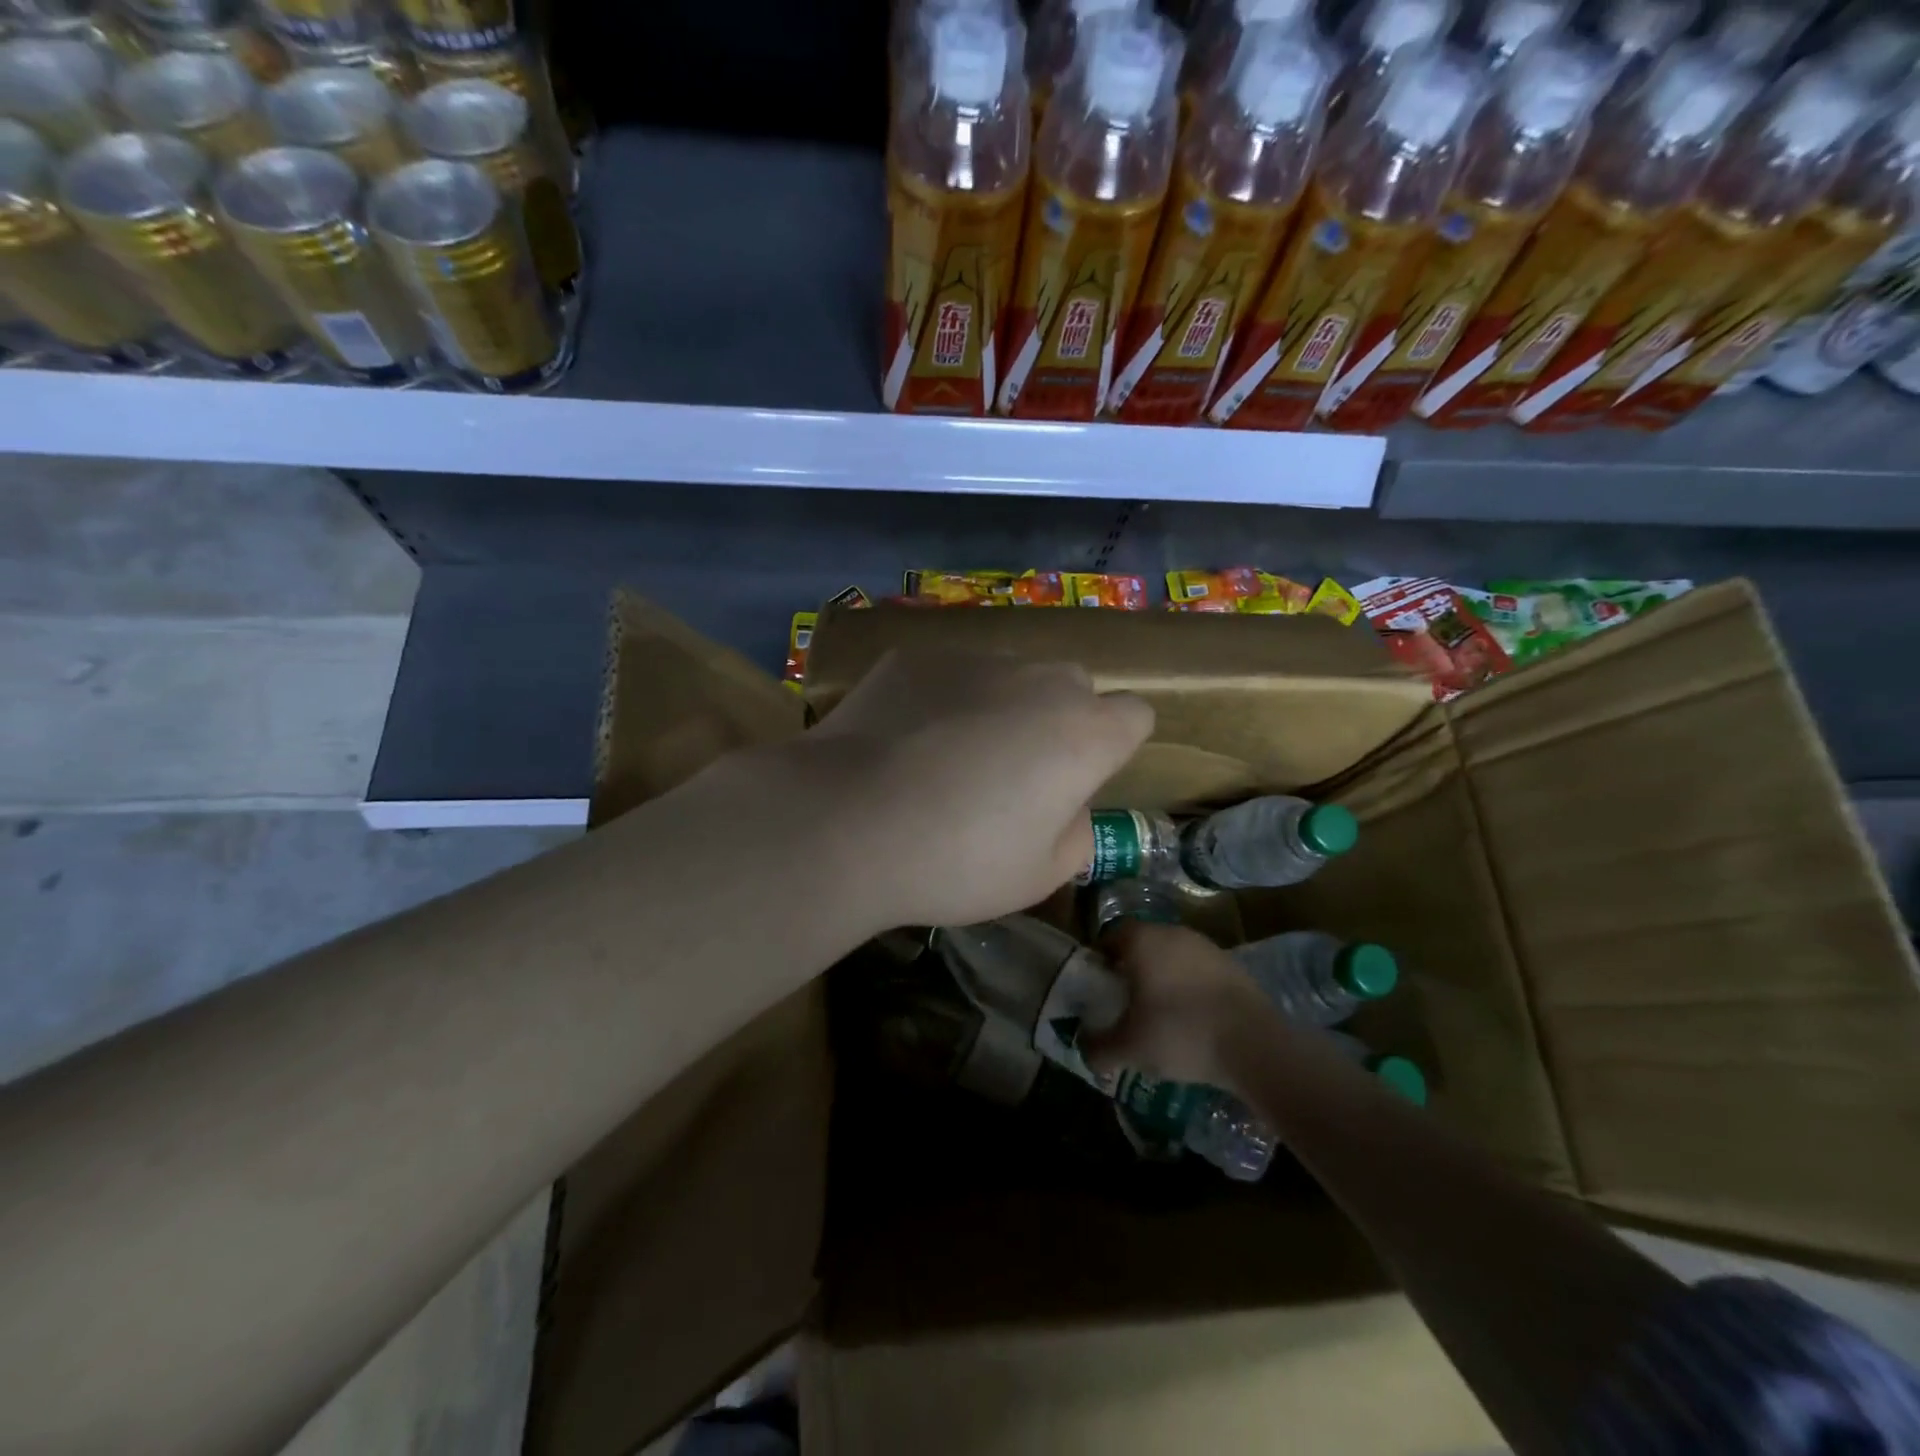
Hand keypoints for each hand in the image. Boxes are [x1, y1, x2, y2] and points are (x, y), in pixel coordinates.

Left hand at [786, 649, 1152, 930]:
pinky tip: (902, 741)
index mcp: (1084, 733)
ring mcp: (974, 659)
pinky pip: (950, 674)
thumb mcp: (1039, 876)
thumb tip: (1065, 804)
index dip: (1113, 747)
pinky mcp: (916, 656)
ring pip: (1009, 677)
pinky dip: (942, 699)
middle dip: (1058, 722)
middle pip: (1072, 689)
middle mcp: (1039, 680)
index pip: (1135, 715)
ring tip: (947, 758)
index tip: (1078, 780)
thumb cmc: (955, 860)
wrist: (846, 820)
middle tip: (1012, 775)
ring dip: (999, 707)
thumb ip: (1076, 833)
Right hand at [1083, 920, 1277, 1090]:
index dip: (1100, 961)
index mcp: (1142, 940)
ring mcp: (1207, 947)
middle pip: (1142, 945)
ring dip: (1163, 979)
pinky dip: (1190, 989)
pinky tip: (1192, 1021)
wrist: (1254, 1045)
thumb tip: (1083, 1047)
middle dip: (1131, 970)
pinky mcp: (1233, 966)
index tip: (1098, 989)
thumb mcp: (1128, 1048)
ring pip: (1172, 957)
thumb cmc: (1179, 1033)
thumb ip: (1097, 1046)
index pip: (1109, 937)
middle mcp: (1172, 932)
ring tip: (1160, 1016)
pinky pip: (1199, 972)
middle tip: (1125, 1004)